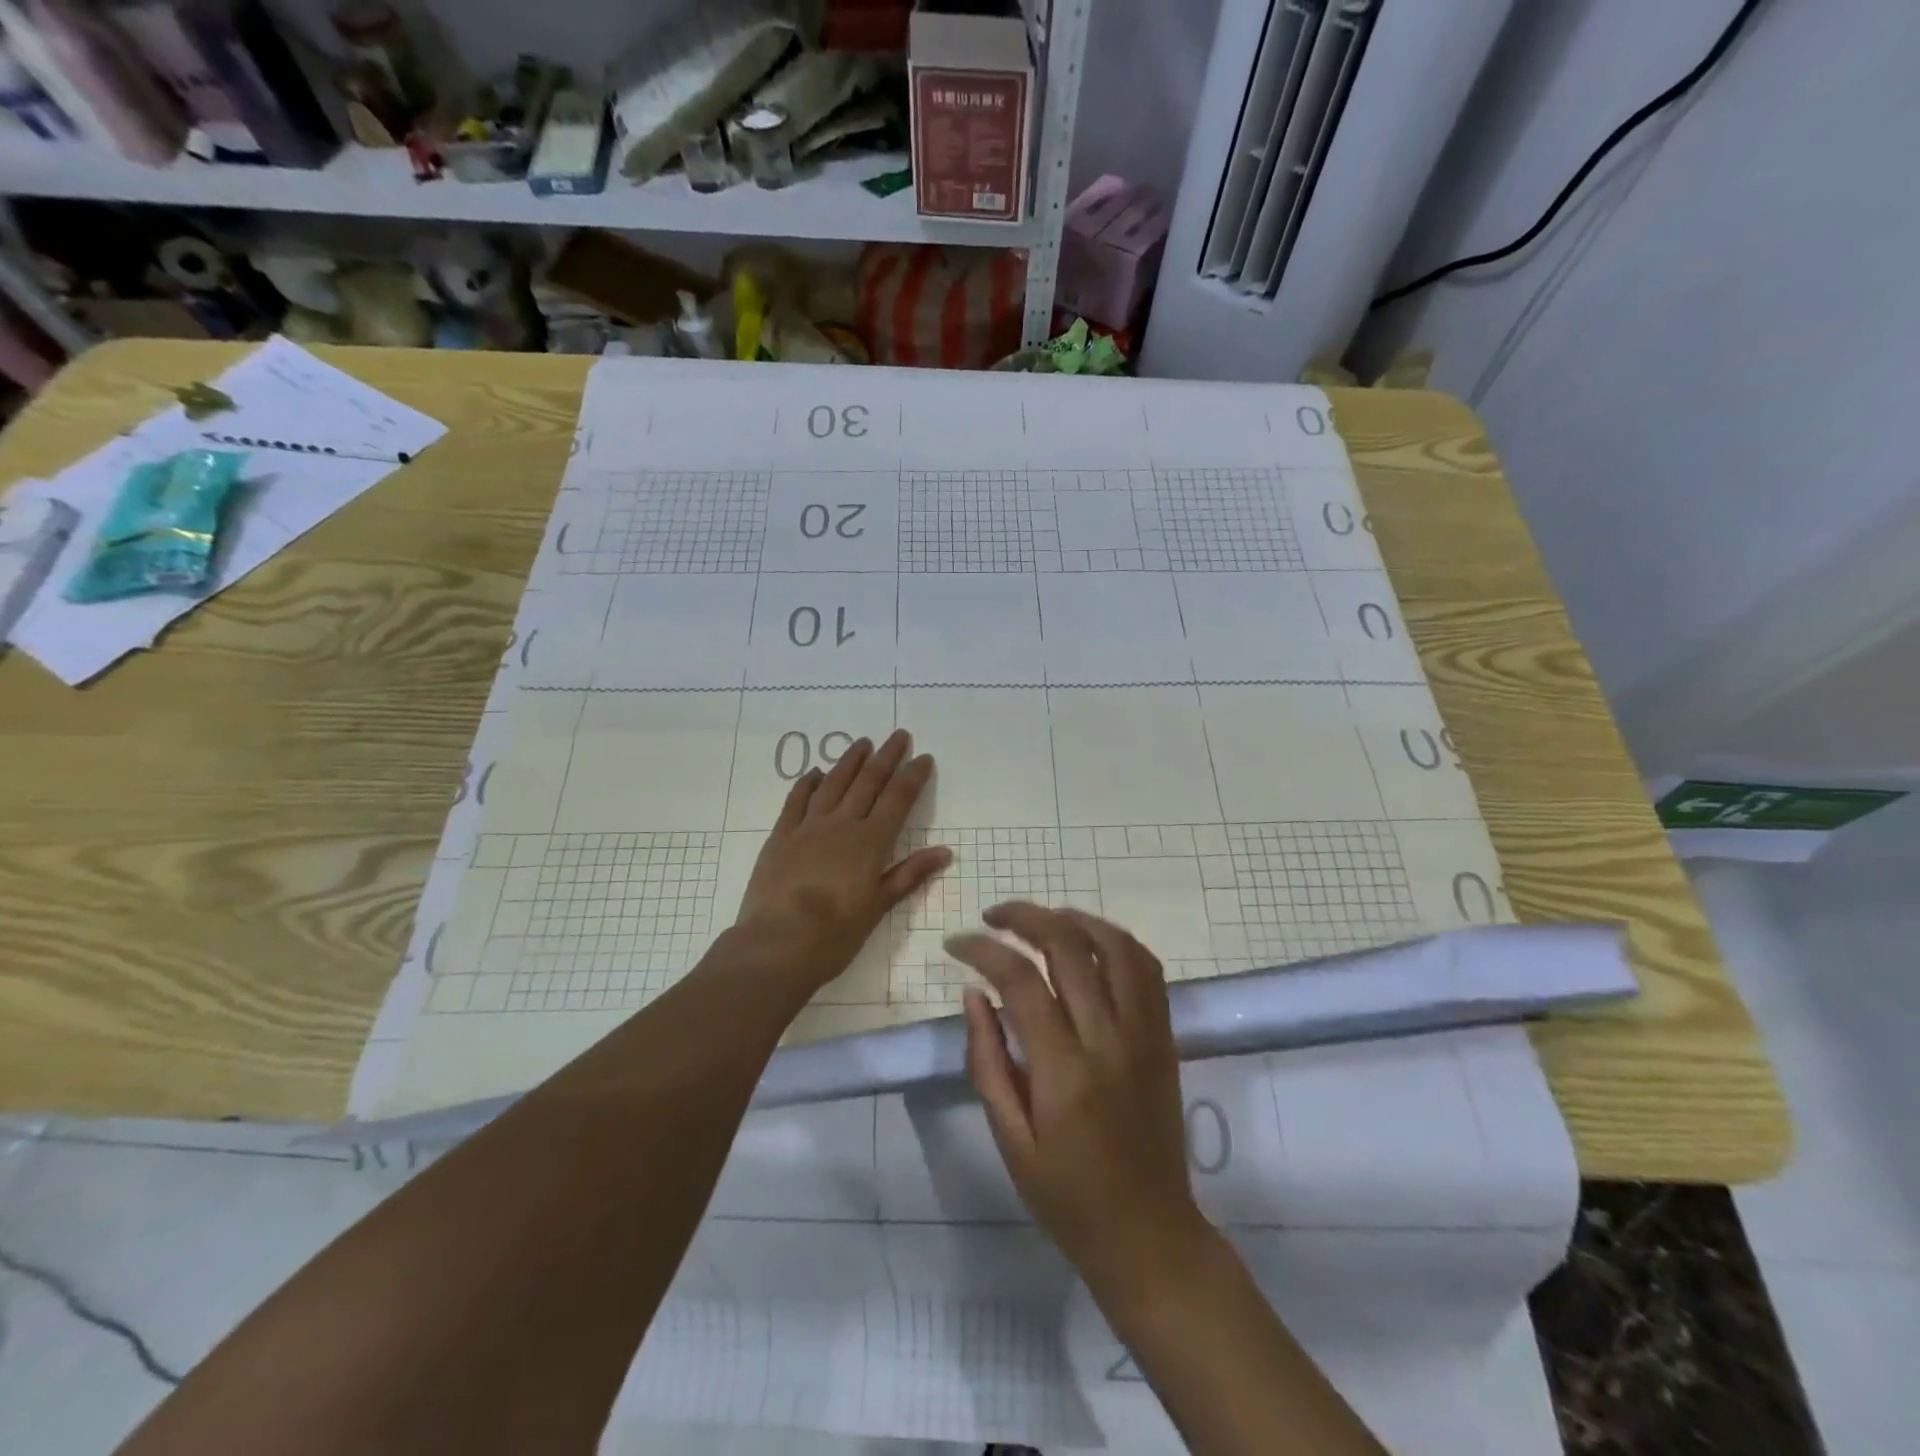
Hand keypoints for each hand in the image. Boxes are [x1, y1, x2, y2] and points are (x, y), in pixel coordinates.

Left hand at [732, 729, 949, 994]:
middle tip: (898, 735)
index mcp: (870, 842)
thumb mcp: (878, 907)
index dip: (912, 776)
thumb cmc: (835, 934)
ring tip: (862, 742)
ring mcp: (808, 827)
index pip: (897, 800)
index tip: (923, 757)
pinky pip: (796, 801)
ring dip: (849, 761)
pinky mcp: (781, 836)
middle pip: (867, 783)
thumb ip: (909, 875)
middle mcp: (841, 825)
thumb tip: (944, 851)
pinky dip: (807, 783)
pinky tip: (815, 772)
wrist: (777, 944)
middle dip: (886, 757)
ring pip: (833, 784)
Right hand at [949, 904, 1216, 1308]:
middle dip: (1024, 917)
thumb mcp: (1011, 1141)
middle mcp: (1109, 1040)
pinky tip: (1087, 943)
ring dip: (1074, 918)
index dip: (983, 950)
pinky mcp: (1165, 1037)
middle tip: (993, 917)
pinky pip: (1147, 968)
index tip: (957, 944)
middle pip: (1068, 946)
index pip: (1020, 981)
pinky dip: (1114, 941)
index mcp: (1064, 1072)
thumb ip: (988, 1061)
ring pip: (1115, 945)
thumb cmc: (1068, 1198)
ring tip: (1040, 920)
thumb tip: (972, 993)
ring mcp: (1145, 1034)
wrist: (1150, 1236)